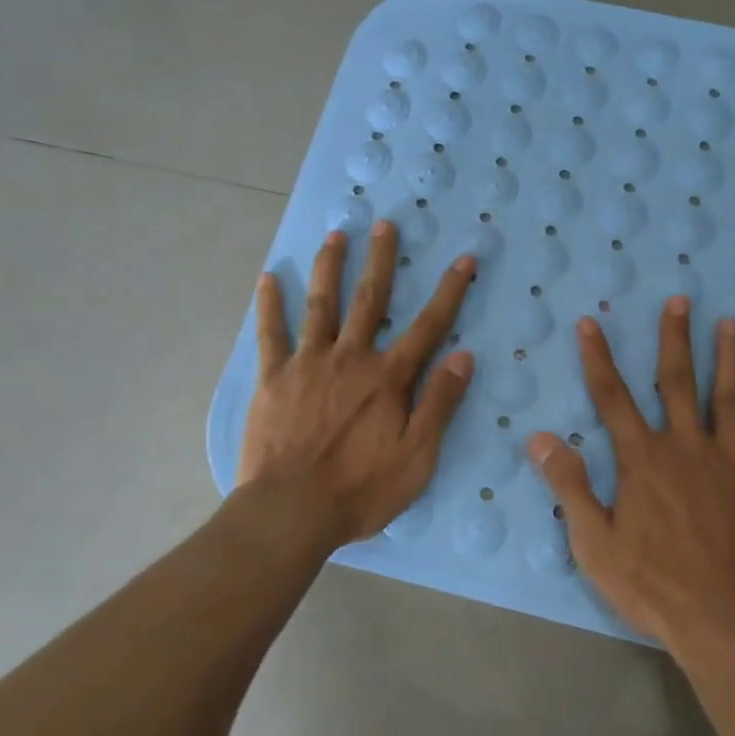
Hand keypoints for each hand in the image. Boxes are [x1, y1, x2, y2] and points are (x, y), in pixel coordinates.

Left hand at [239, 222, 474, 543]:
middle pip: (369, 299)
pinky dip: (270, 305)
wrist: (290, 512)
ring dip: (330, 267)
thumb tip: (464, 356)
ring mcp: (308, 364)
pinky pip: (271, 334)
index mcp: (388, 378)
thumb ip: (439, 403)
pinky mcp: (273, 378)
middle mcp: (350, 358)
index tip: (464, 259)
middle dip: (381, 260)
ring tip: (336, 234)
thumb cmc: (360, 489)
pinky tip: (270, 278)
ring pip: (321, 304)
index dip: (450, 291)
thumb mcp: (417, 457)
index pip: (429, 326)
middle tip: (384, 224)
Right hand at [526, 296, 734, 651]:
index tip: (590, 323)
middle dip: (674, 338)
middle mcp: (687, 448)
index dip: (598, 358)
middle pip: (677, 382)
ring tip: (732, 323)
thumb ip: (569, 485)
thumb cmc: (654, 587)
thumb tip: (541, 436)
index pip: (613, 397)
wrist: (725, 625)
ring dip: (729, 358)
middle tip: (679, 299)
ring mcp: (732, 463)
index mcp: (644, 460)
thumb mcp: (595, 543)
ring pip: (730, 399)